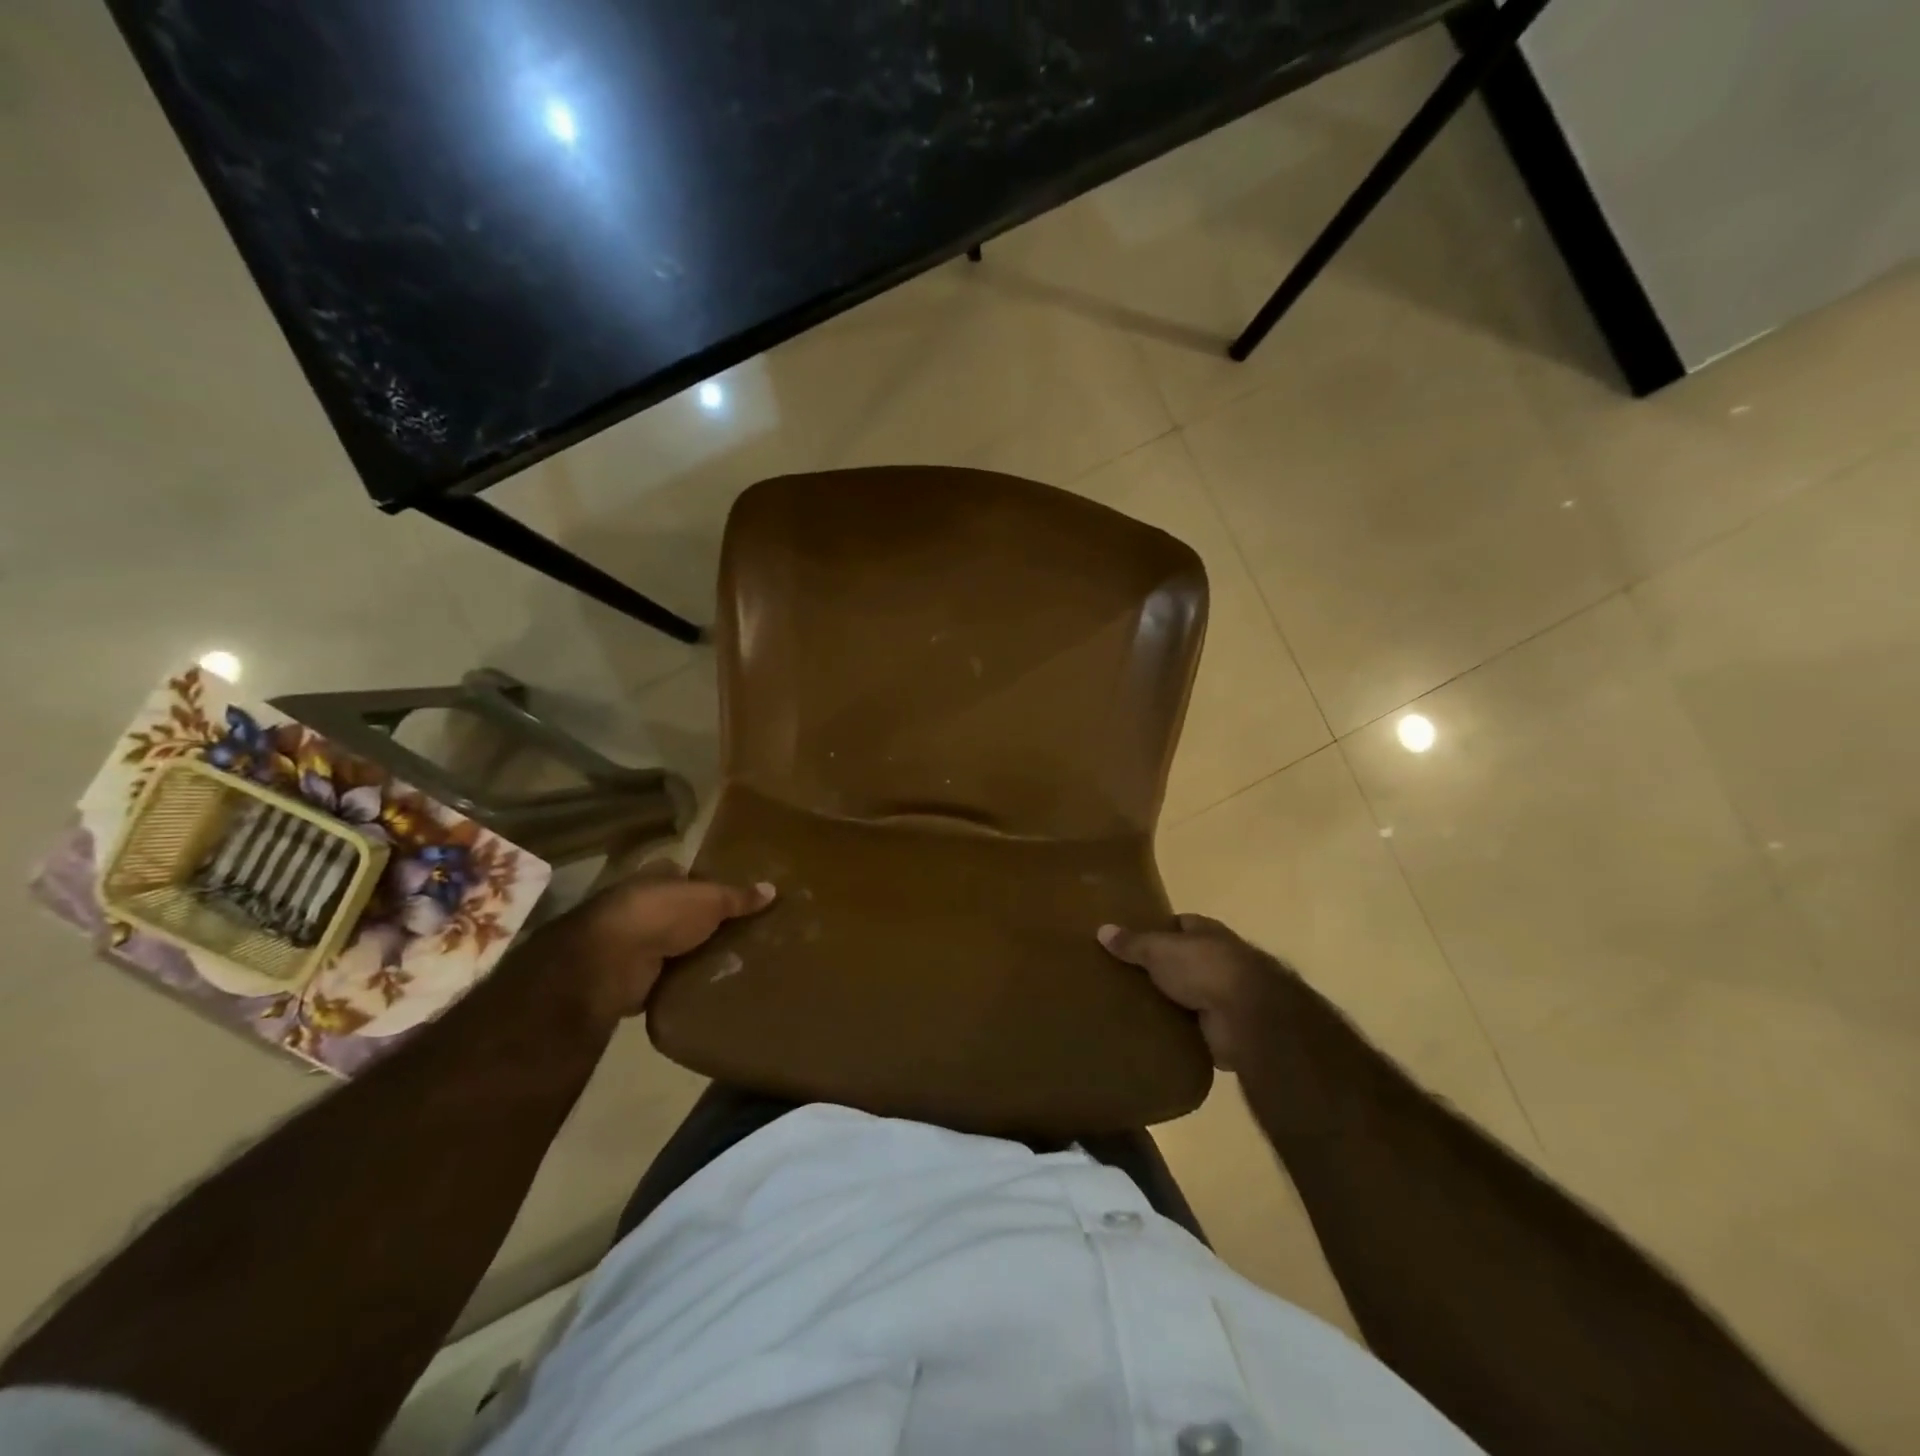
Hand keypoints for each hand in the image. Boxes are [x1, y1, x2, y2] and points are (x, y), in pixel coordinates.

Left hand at [538, 863, 774, 1022]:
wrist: (611, 961)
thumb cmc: (662, 914)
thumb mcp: (710, 900)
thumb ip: (739, 897)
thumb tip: (773, 888)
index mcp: (656, 878)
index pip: (686, 876)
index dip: (708, 885)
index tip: (736, 899)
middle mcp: (641, 906)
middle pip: (679, 912)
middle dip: (702, 923)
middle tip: (741, 934)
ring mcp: (633, 942)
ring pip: (671, 945)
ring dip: (691, 955)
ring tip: (732, 964)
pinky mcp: (631, 976)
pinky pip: (665, 978)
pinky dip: (680, 983)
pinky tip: (708, 988)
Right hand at [1098, 914, 1281, 1071]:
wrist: (1247, 1016)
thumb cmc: (1204, 968)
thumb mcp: (1160, 950)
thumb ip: (1133, 942)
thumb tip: (1102, 929)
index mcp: (1208, 933)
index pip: (1182, 924)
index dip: (1160, 929)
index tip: (1133, 939)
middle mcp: (1220, 960)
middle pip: (1185, 960)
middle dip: (1163, 968)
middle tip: (1126, 977)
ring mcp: (1225, 996)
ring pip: (1190, 995)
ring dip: (1173, 1002)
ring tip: (1132, 1008)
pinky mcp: (1224, 1029)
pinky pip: (1194, 1029)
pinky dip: (1180, 1033)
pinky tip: (1153, 1036)